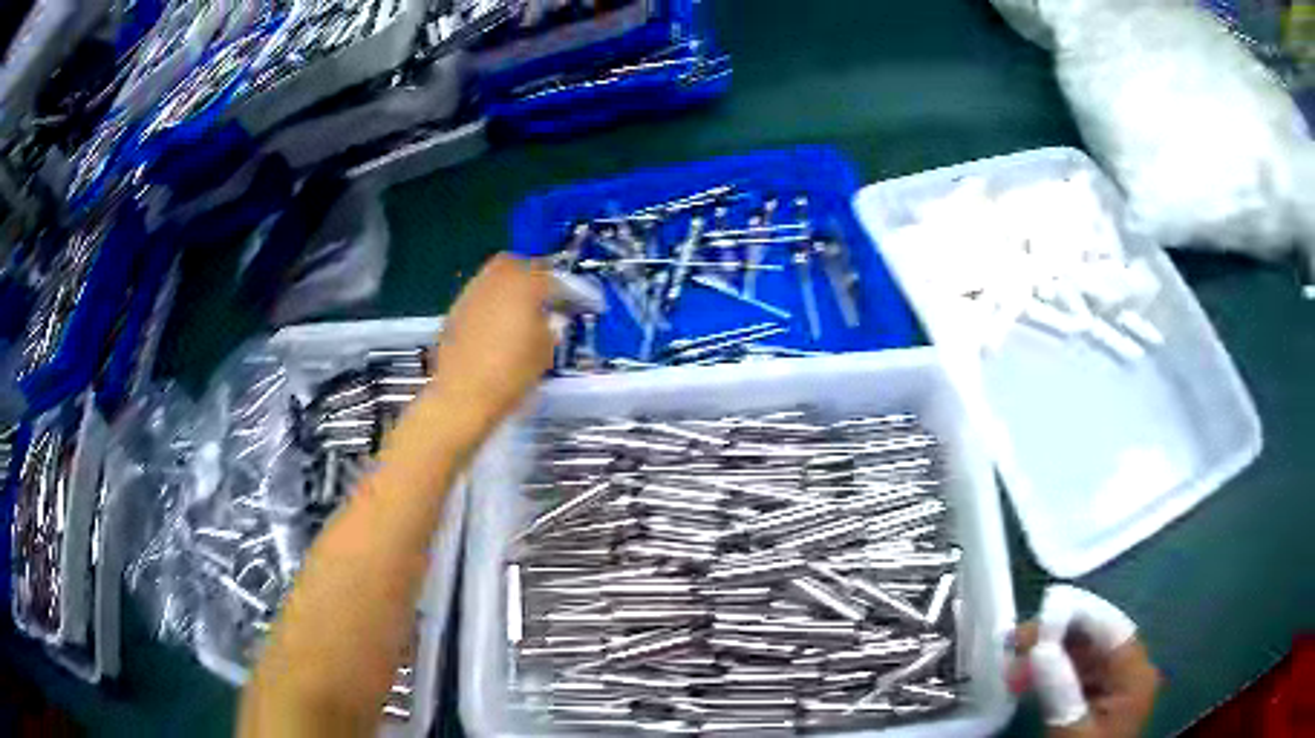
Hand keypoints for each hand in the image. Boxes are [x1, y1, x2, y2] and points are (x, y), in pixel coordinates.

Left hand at [428, 254, 558, 433]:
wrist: (464, 394)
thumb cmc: (512, 372)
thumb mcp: (546, 351)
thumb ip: (551, 326)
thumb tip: (549, 318)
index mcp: (524, 285)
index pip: (547, 272)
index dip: (559, 285)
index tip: (566, 300)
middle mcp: (495, 281)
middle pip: (513, 262)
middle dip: (527, 273)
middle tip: (539, 295)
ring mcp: (470, 294)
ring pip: (491, 277)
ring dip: (505, 287)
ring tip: (515, 312)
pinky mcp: (454, 311)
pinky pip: (477, 296)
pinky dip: (488, 304)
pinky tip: (493, 327)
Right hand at [1008, 589, 1159, 737]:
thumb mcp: (1071, 729)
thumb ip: (1060, 688)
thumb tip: (1039, 646)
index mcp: (1135, 673)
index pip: (1110, 627)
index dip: (1077, 615)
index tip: (1038, 614)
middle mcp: (1129, 670)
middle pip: (1095, 637)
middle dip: (1055, 636)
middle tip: (1013, 642)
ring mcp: (1113, 684)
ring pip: (1082, 654)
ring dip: (1047, 655)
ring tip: (1011, 664)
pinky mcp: (1096, 697)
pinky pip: (1075, 673)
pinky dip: (1050, 672)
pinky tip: (1025, 678)